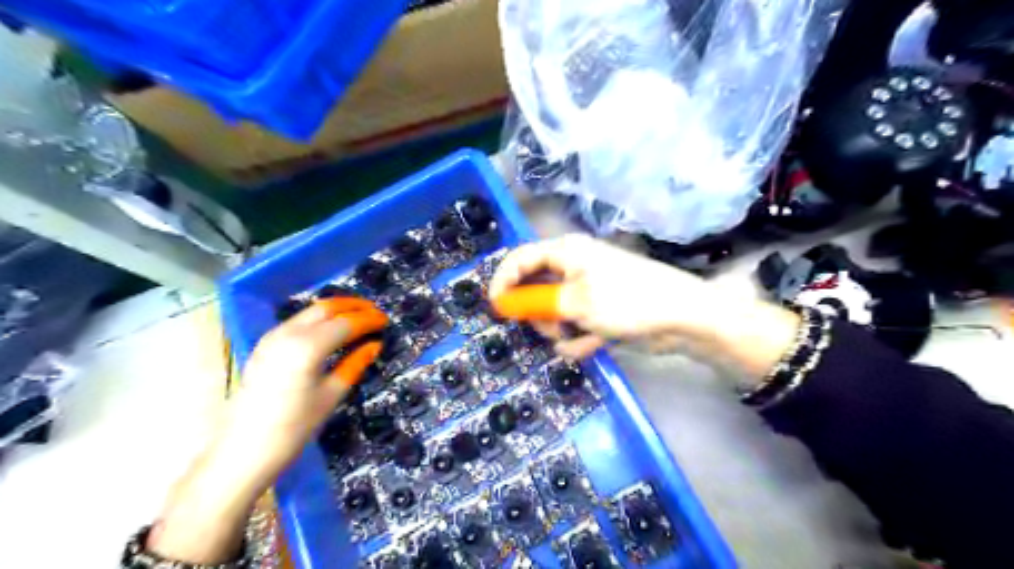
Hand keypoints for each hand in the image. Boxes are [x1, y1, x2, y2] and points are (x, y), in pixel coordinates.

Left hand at [215, 293, 386, 483]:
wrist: (241, 453)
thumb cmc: (293, 429)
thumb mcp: (330, 396)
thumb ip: (354, 365)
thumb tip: (374, 345)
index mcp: (307, 347)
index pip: (346, 323)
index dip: (368, 320)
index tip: (386, 320)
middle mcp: (288, 334)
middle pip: (326, 308)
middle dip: (353, 306)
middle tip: (375, 312)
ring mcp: (272, 338)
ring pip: (310, 312)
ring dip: (336, 310)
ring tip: (357, 317)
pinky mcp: (264, 346)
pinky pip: (297, 322)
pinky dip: (319, 320)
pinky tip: (330, 329)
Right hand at [492, 234, 799, 374]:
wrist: (684, 318)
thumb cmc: (627, 301)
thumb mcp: (575, 302)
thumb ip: (536, 302)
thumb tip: (504, 302)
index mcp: (567, 252)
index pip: (520, 259)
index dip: (504, 282)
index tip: (496, 310)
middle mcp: (575, 266)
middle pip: (537, 287)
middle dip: (539, 313)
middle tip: (547, 328)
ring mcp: (590, 289)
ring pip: (556, 310)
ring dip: (560, 328)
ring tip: (573, 338)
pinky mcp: (602, 310)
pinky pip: (577, 323)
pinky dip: (580, 337)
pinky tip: (592, 345)